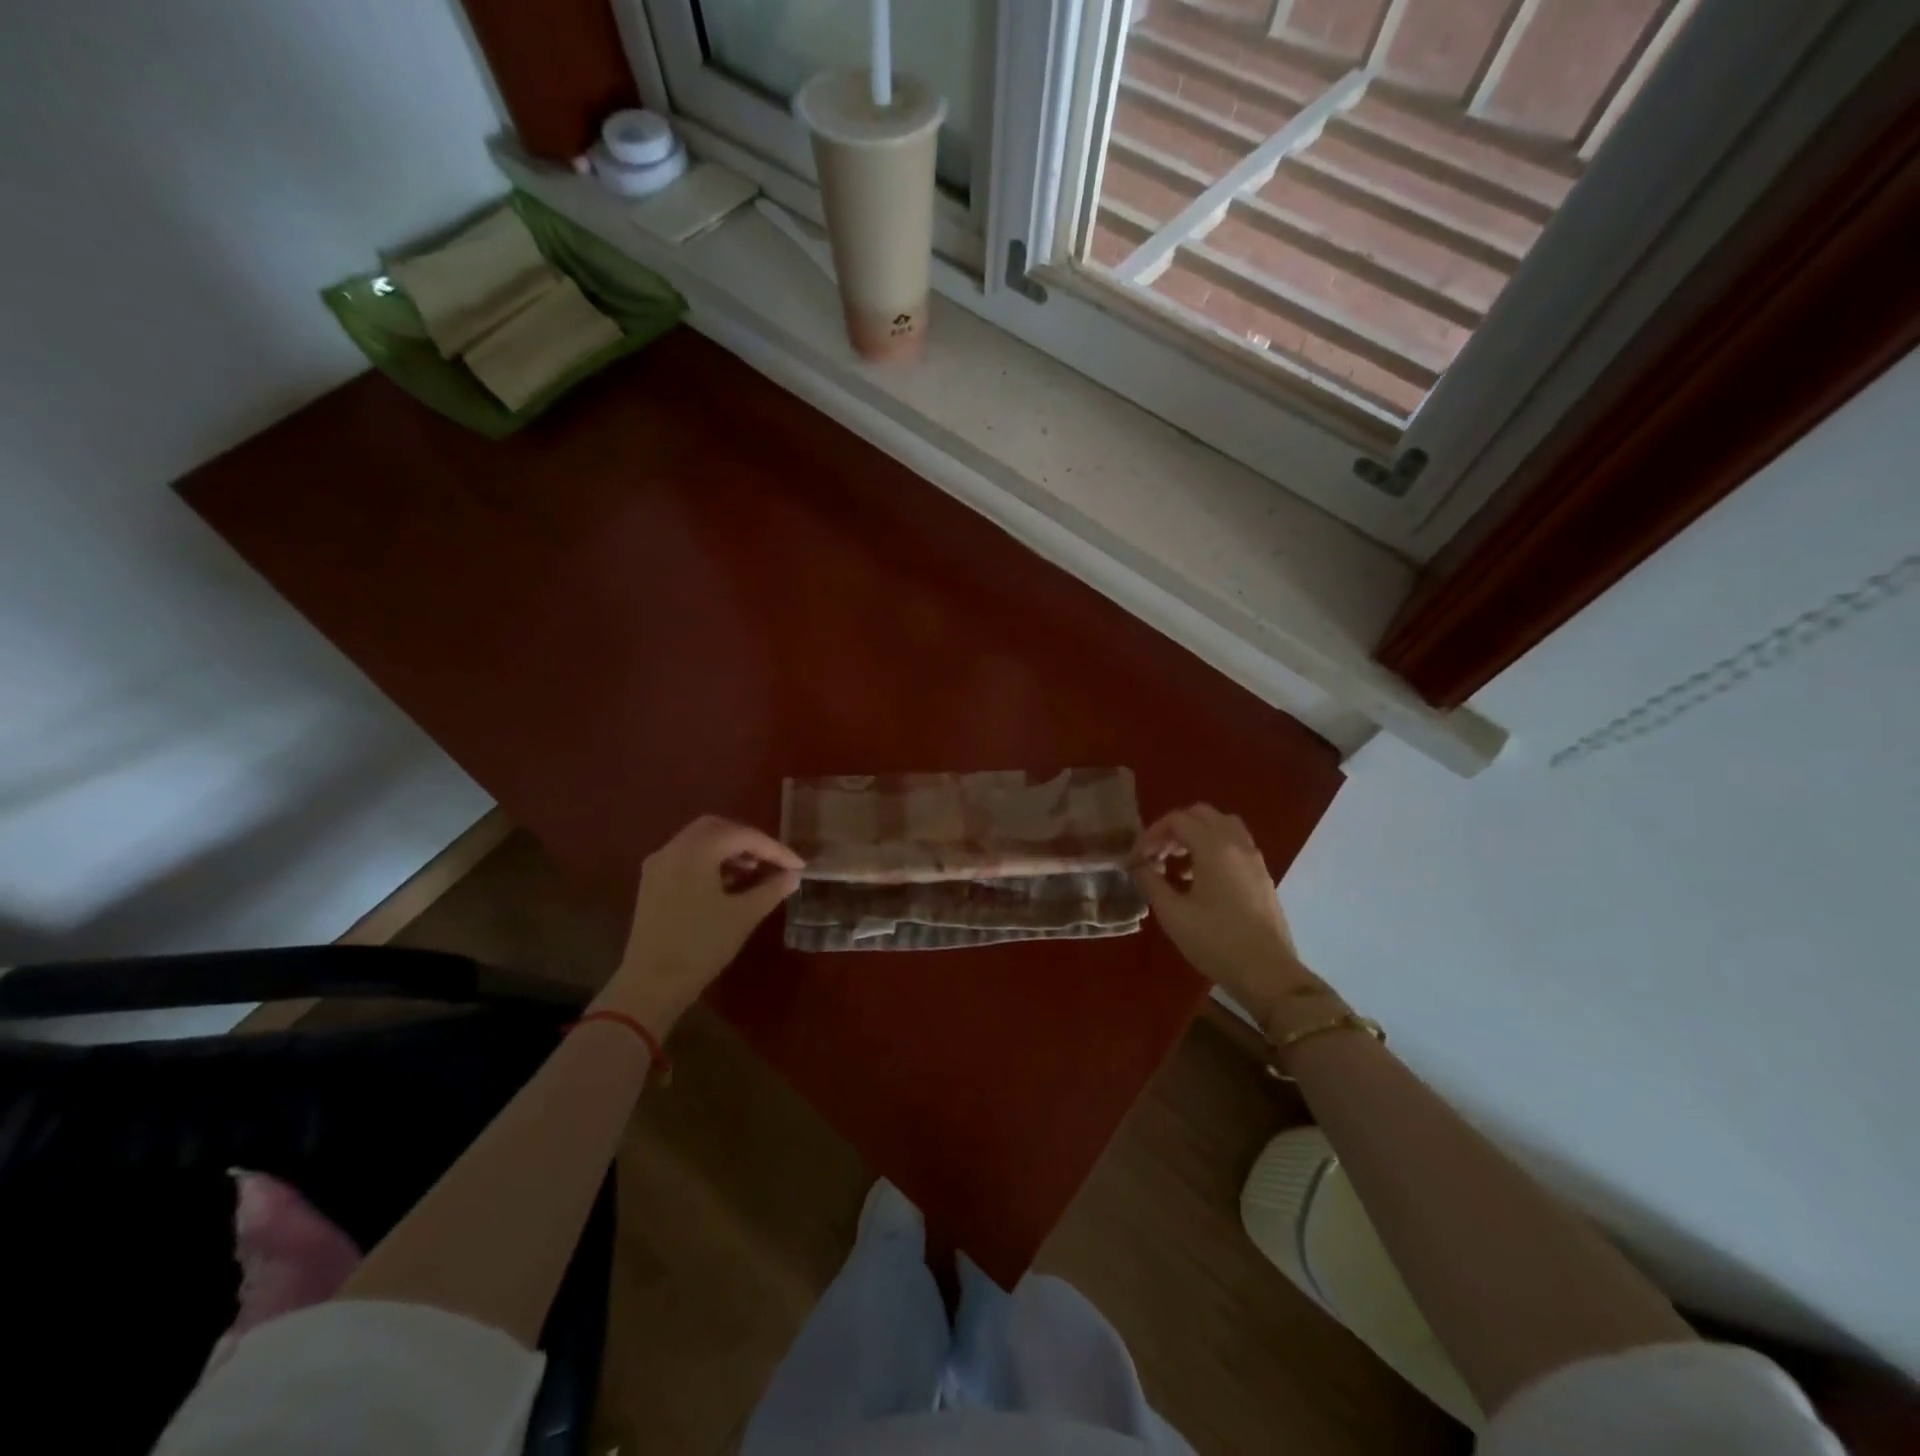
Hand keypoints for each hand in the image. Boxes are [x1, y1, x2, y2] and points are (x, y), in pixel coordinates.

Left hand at [598, 816, 804, 1031]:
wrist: (651, 985)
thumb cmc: (701, 946)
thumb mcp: (744, 916)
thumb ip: (772, 889)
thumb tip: (793, 875)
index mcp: (696, 851)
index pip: (743, 836)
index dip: (774, 849)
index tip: (798, 866)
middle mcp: (673, 848)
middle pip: (717, 828)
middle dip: (748, 840)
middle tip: (772, 860)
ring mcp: (658, 865)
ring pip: (699, 841)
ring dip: (728, 849)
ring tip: (754, 872)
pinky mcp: (651, 883)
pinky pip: (686, 857)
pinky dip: (710, 861)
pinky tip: (727, 883)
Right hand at [1132, 804, 1322, 1026]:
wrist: (1267, 973)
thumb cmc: (1215, 941)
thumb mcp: (1172, 913)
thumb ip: (1150, 881)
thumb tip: (1137, 864)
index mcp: (1214, 847)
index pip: (1177, 820)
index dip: (1151, 833)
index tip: (1137, 858)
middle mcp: (1237, 843)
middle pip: (1201, 815)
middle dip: (1174, 829)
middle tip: (1157, 855)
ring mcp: (1254, 858)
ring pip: (1222, 826)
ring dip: (1196, 836)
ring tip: (1178, 866)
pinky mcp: (1262, 875)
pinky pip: (1235, 845)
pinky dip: (1214, 848)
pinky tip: (1201, 880)